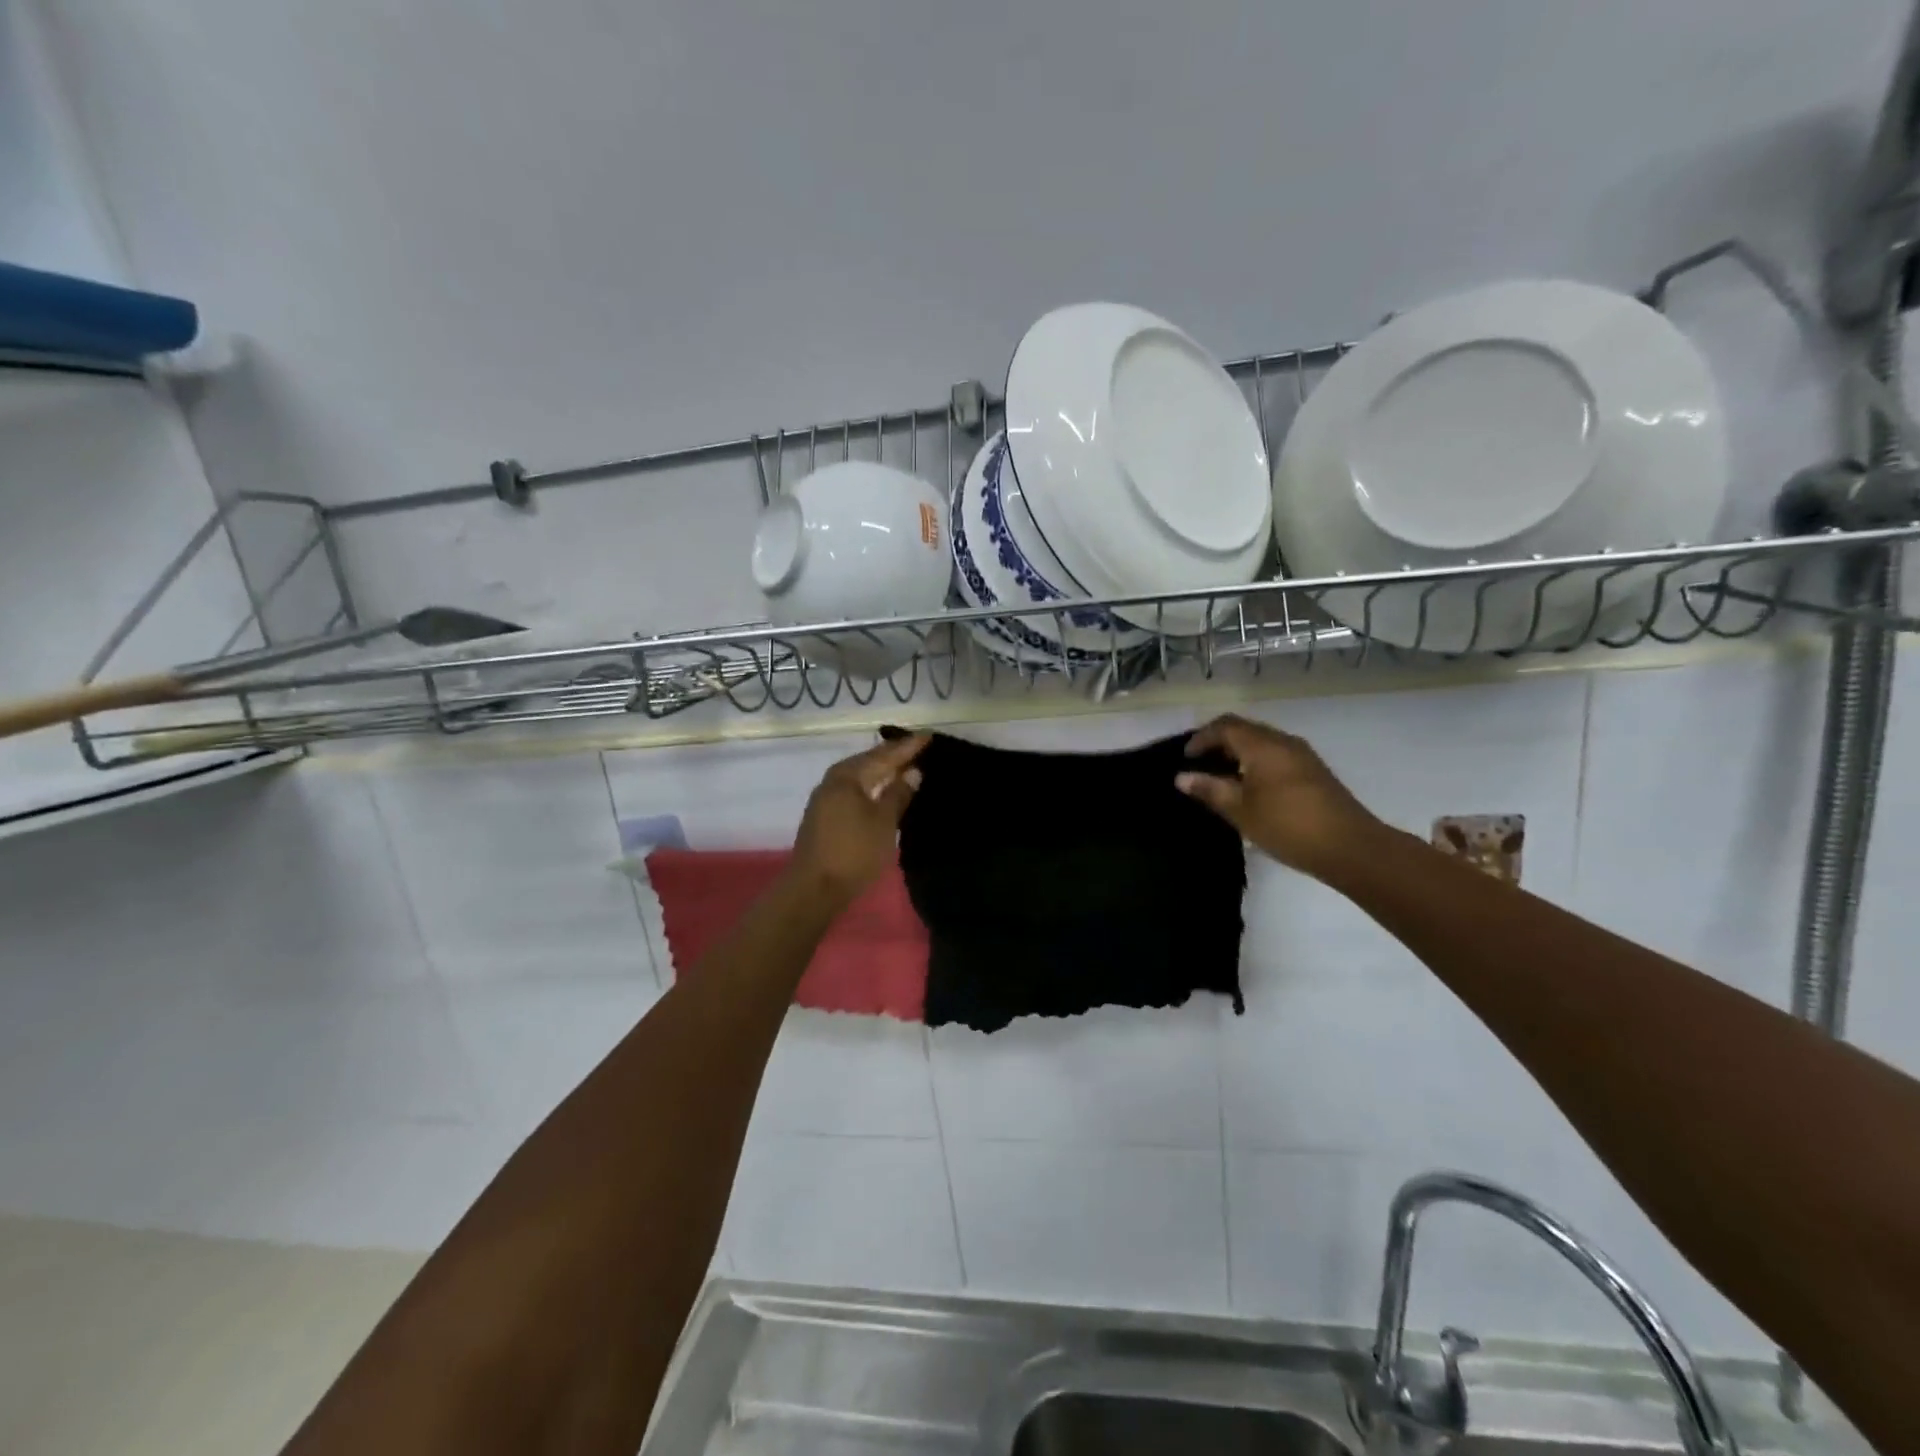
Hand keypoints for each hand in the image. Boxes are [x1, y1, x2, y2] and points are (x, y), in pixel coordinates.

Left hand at [790, 733, 929, 901]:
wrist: (814, 888)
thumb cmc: (854, 851)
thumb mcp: (884, 822)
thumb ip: (899, 793)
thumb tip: (913, 771)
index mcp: (848, 775)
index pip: (884, 755)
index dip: (908, 747)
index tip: (928, 736)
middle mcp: (834, 780)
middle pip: (869, 761)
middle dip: (893, 755)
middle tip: (919, 747)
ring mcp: (826, 798)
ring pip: (860, 776)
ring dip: (882, 771)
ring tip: (905, 766)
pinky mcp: (824, 815)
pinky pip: (853, 789)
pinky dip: (871, 785)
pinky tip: (883, 790)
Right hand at [1176, 714, 1382, 878]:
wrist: (1350, 847)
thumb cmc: (1288, 826)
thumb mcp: (1241, 811)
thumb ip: (1210, 790)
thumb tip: (1182, 777)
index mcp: (1262, 745)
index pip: (1225, 726)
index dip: (1201, 738)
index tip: (1186, 758)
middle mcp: (1283, 742)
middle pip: (1244, 729)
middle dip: (1219, 743)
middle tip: (1200, 766)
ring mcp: (1302, 755)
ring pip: (1262, 742)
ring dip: (1239, 753)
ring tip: (1222, 779)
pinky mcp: (1314, 771)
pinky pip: (1276, 754)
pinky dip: (1256, 762)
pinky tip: (1251, 788)